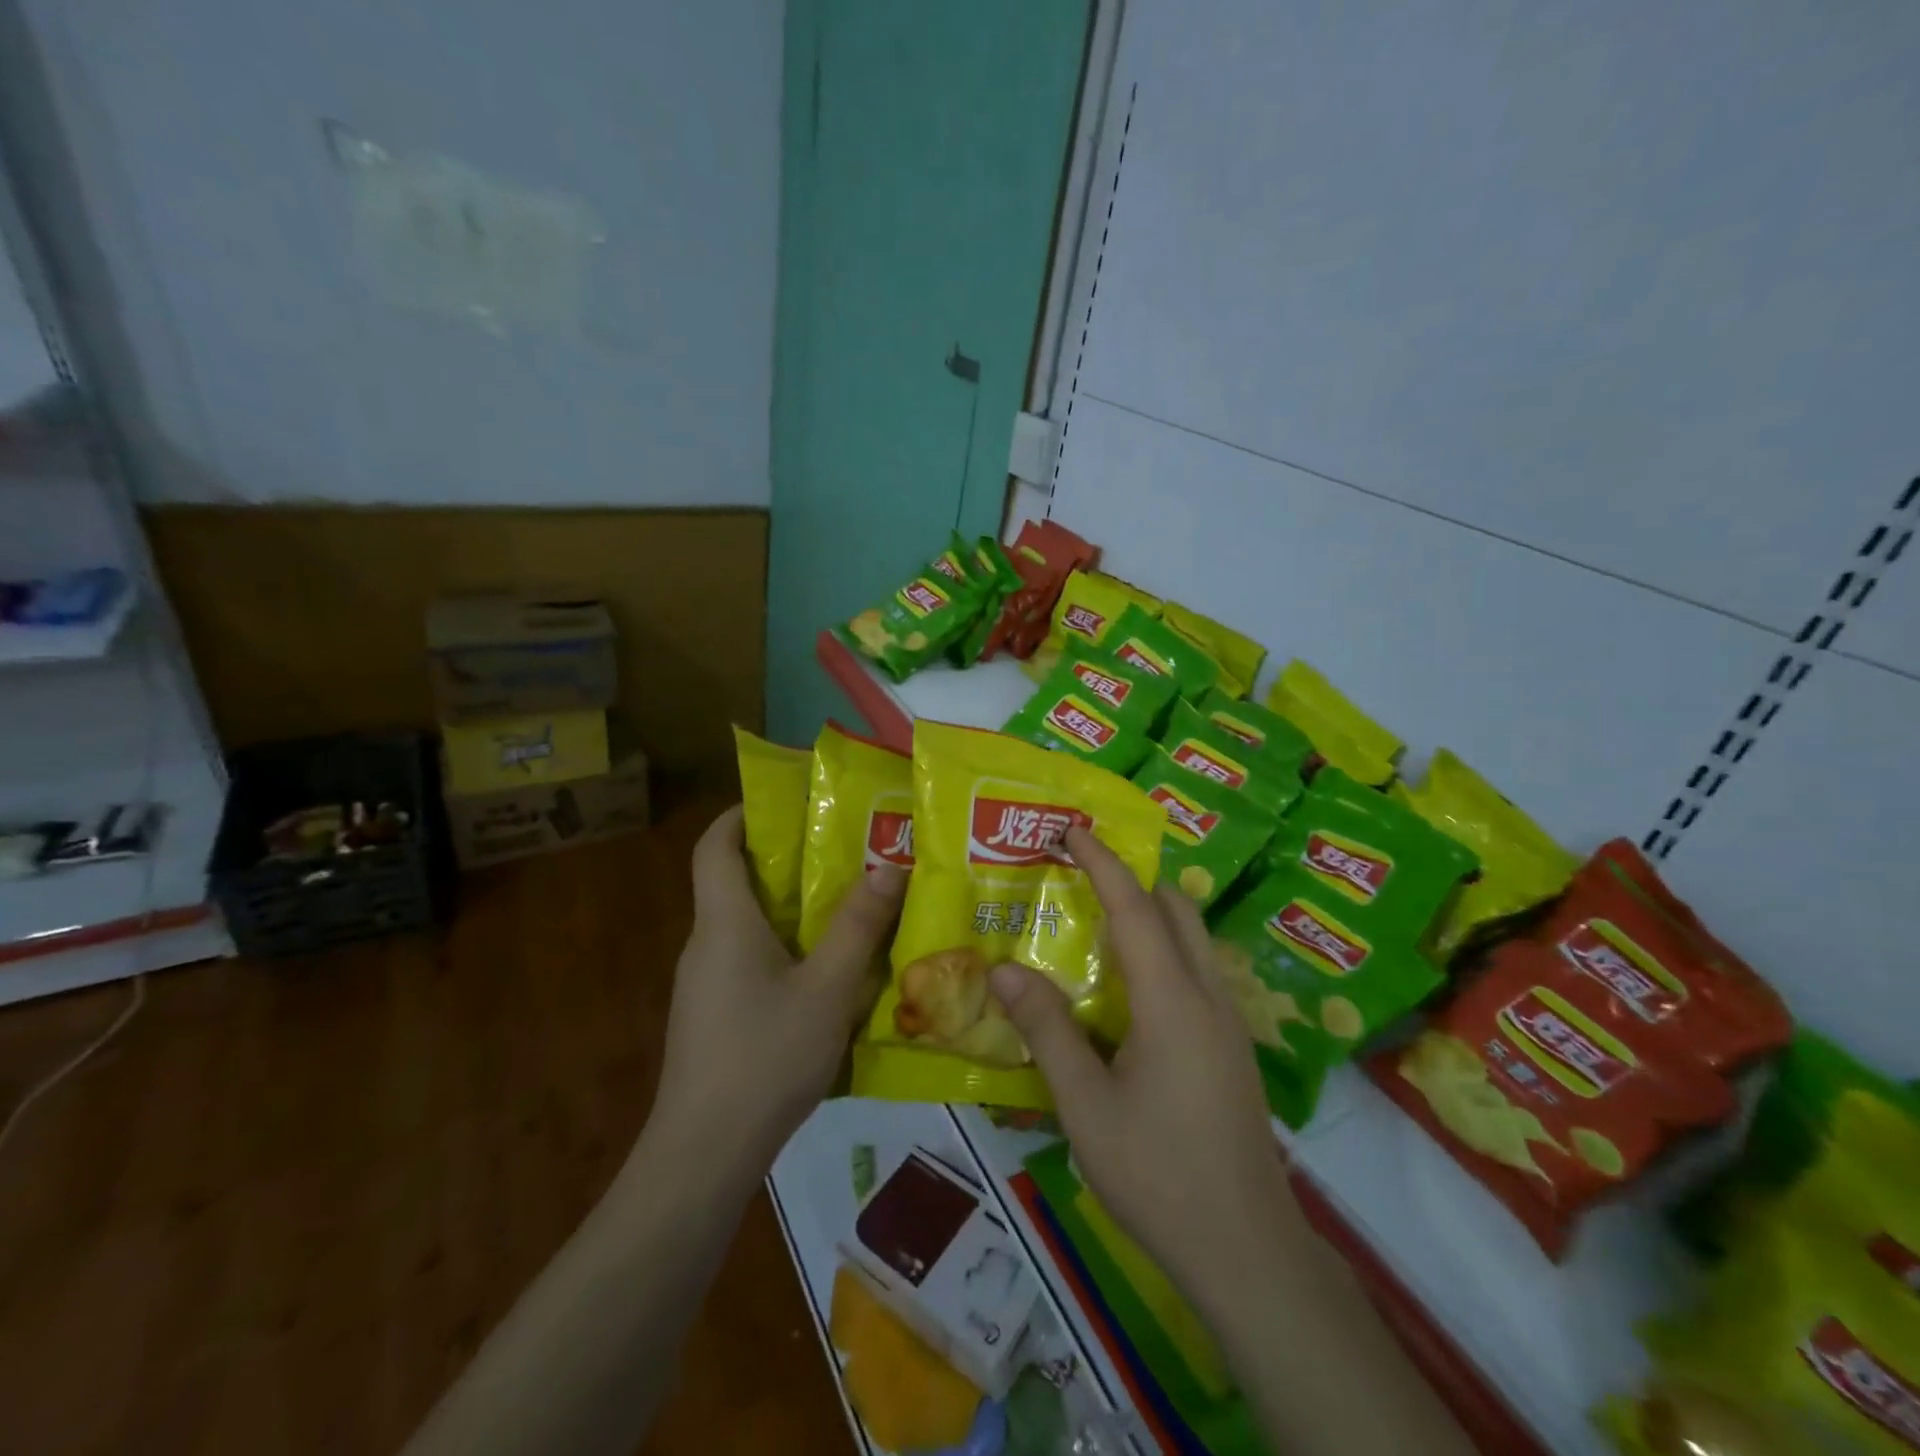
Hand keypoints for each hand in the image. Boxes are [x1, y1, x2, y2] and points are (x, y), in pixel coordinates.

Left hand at [649, 805, 906, 1171]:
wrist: (703, 1156)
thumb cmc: (764, 1057)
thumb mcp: (827, 989)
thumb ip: (857, 926)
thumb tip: (887, 865)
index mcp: (724, 923)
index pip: (713, 846)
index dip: (739, 814)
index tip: (784, 802)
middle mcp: (706, 944)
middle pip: (734, 882)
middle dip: (784, 860)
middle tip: (842, 850)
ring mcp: (705, 984)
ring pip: (746, 926)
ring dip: (790, 908)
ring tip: (847, 905)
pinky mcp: (713, 1017)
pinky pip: (748, 961)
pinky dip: (784, 948)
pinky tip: (826, 974)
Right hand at [988, 827, 1299, 1307]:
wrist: (1246, 1248)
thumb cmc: (1158, 1173)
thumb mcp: (1086, 1105)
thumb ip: (1047, 1030)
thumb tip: (1003, 968)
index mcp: (1172, 1001)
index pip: (1135, 908)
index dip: (1103, 863)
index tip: (1073, 830)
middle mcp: (1208, 996)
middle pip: (1176, 909)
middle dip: (1132, 878)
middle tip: (1080, 872)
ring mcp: (1229, 1021)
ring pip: (1193, 938)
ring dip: (1152, 912)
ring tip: (1099, 919)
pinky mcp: (1232, 1046)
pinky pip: (1197, 970)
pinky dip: (1164, 948)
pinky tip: (1130, 985)